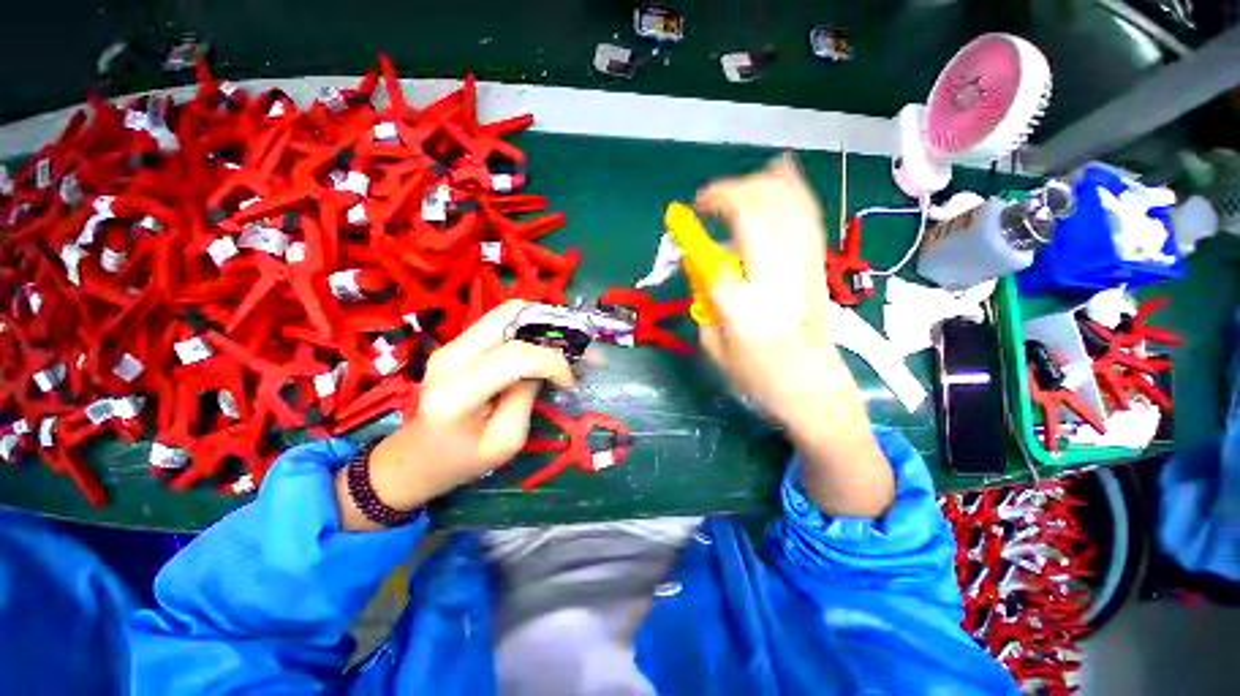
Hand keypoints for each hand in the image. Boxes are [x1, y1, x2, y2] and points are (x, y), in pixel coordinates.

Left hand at [336, 301, 573, 530]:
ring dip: (539, 326)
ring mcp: (451, 345)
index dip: (552, 363)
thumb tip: (542, 368)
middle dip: (550, 327)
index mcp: (457, 391)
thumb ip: (525, 398)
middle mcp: (450, 357)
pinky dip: (527, 330)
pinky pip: (500, 324)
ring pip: (507, 313)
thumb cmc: (461, 460)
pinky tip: (540, 349)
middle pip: (509, 316)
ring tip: (560, 347)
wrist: (416, 457)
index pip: (514, 356)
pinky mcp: (457, 344)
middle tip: (572, 349)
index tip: (569, 381)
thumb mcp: (505, 441)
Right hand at [694, 153, 846, 428]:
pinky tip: (778, 173)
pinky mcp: (817, 264)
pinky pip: (807, 214)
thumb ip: (703, 300)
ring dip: (758, 185)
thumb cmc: (757, 374)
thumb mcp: (714, 345)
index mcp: (745, 304)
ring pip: (787, 204)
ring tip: (734, 188)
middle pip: (759, 211)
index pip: (720, 251)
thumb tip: (699, 263)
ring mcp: (805, 265)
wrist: (812, 385)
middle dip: (729, 194)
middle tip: (707, 203)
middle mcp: (778, 276)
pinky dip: (792, 188)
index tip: (686, 220)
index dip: (699, 226)